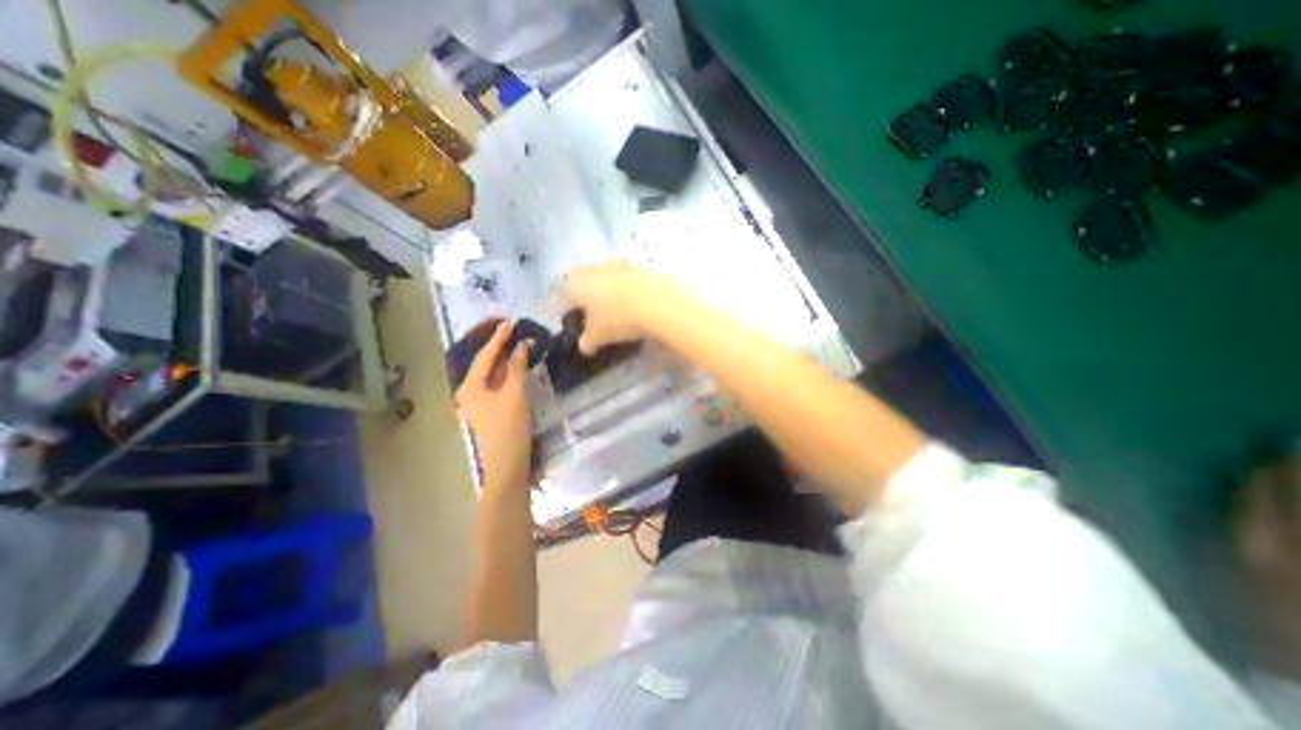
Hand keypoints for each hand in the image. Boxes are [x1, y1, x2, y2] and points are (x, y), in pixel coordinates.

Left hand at [457, 322, 534, 489]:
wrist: (508, 464)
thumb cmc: (508, 428)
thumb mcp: (514, 394)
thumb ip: (517, 368)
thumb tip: (522, 346)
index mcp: (470, 387)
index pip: (485, 356)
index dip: (498, 339)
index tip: (509, 322)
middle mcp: (471, 392)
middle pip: (486, 364)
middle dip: (500, 347)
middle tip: (514, 331)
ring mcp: (481, 402)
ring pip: (493, 375)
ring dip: (506, 360)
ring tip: (519, 344)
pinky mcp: (492, 410)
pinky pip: (499, 384)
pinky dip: (510, 373)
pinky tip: (520, 367)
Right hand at [561, 264, 682, 357]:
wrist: (658, 302)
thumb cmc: (617, 319)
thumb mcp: (597, 338)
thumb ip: (586, 343)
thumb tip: (585, 346)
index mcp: (576, 283)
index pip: (564, 298)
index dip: (571, 314)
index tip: (581, 327)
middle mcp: (593, 268)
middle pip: (585, 285)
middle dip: (589, 301)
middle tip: (599, 320)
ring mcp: (617, 264)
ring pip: (606, 281)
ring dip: (609, 294)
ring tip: (620, 314)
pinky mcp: (638, 266)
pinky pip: (626, 281)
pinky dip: (628, 292)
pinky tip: (636, 306)